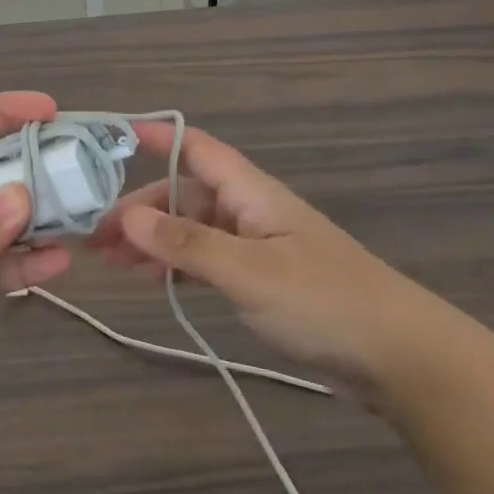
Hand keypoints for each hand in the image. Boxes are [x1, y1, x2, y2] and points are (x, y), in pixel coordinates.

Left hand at [0, 92, 71, 415]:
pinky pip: (2, 266)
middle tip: (82, 165)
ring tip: (83, 213)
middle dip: (33, 163)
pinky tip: (60, 262)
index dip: (4, 112)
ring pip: (3, 218)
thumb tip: (26, 197)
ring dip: (39, 215)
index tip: (52, 110)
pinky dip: (29, 263)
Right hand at [88, 122, 438, 397]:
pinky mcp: (261, 279)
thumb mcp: (248, 272)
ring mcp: (256, 245)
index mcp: (250, 192)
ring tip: (110, 263)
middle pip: (182, 194)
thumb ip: (186, 245)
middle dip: (138, 210)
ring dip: (152, 241)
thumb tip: (127, 217)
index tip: (106, 140)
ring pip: (191, 230)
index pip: (194, 147)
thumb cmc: (324, 301)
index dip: (153, 136)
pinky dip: (176, 266)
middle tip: (94, 237)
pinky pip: (206, 260)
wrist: (399, 358)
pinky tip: (152, 281)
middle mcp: (248, 209)